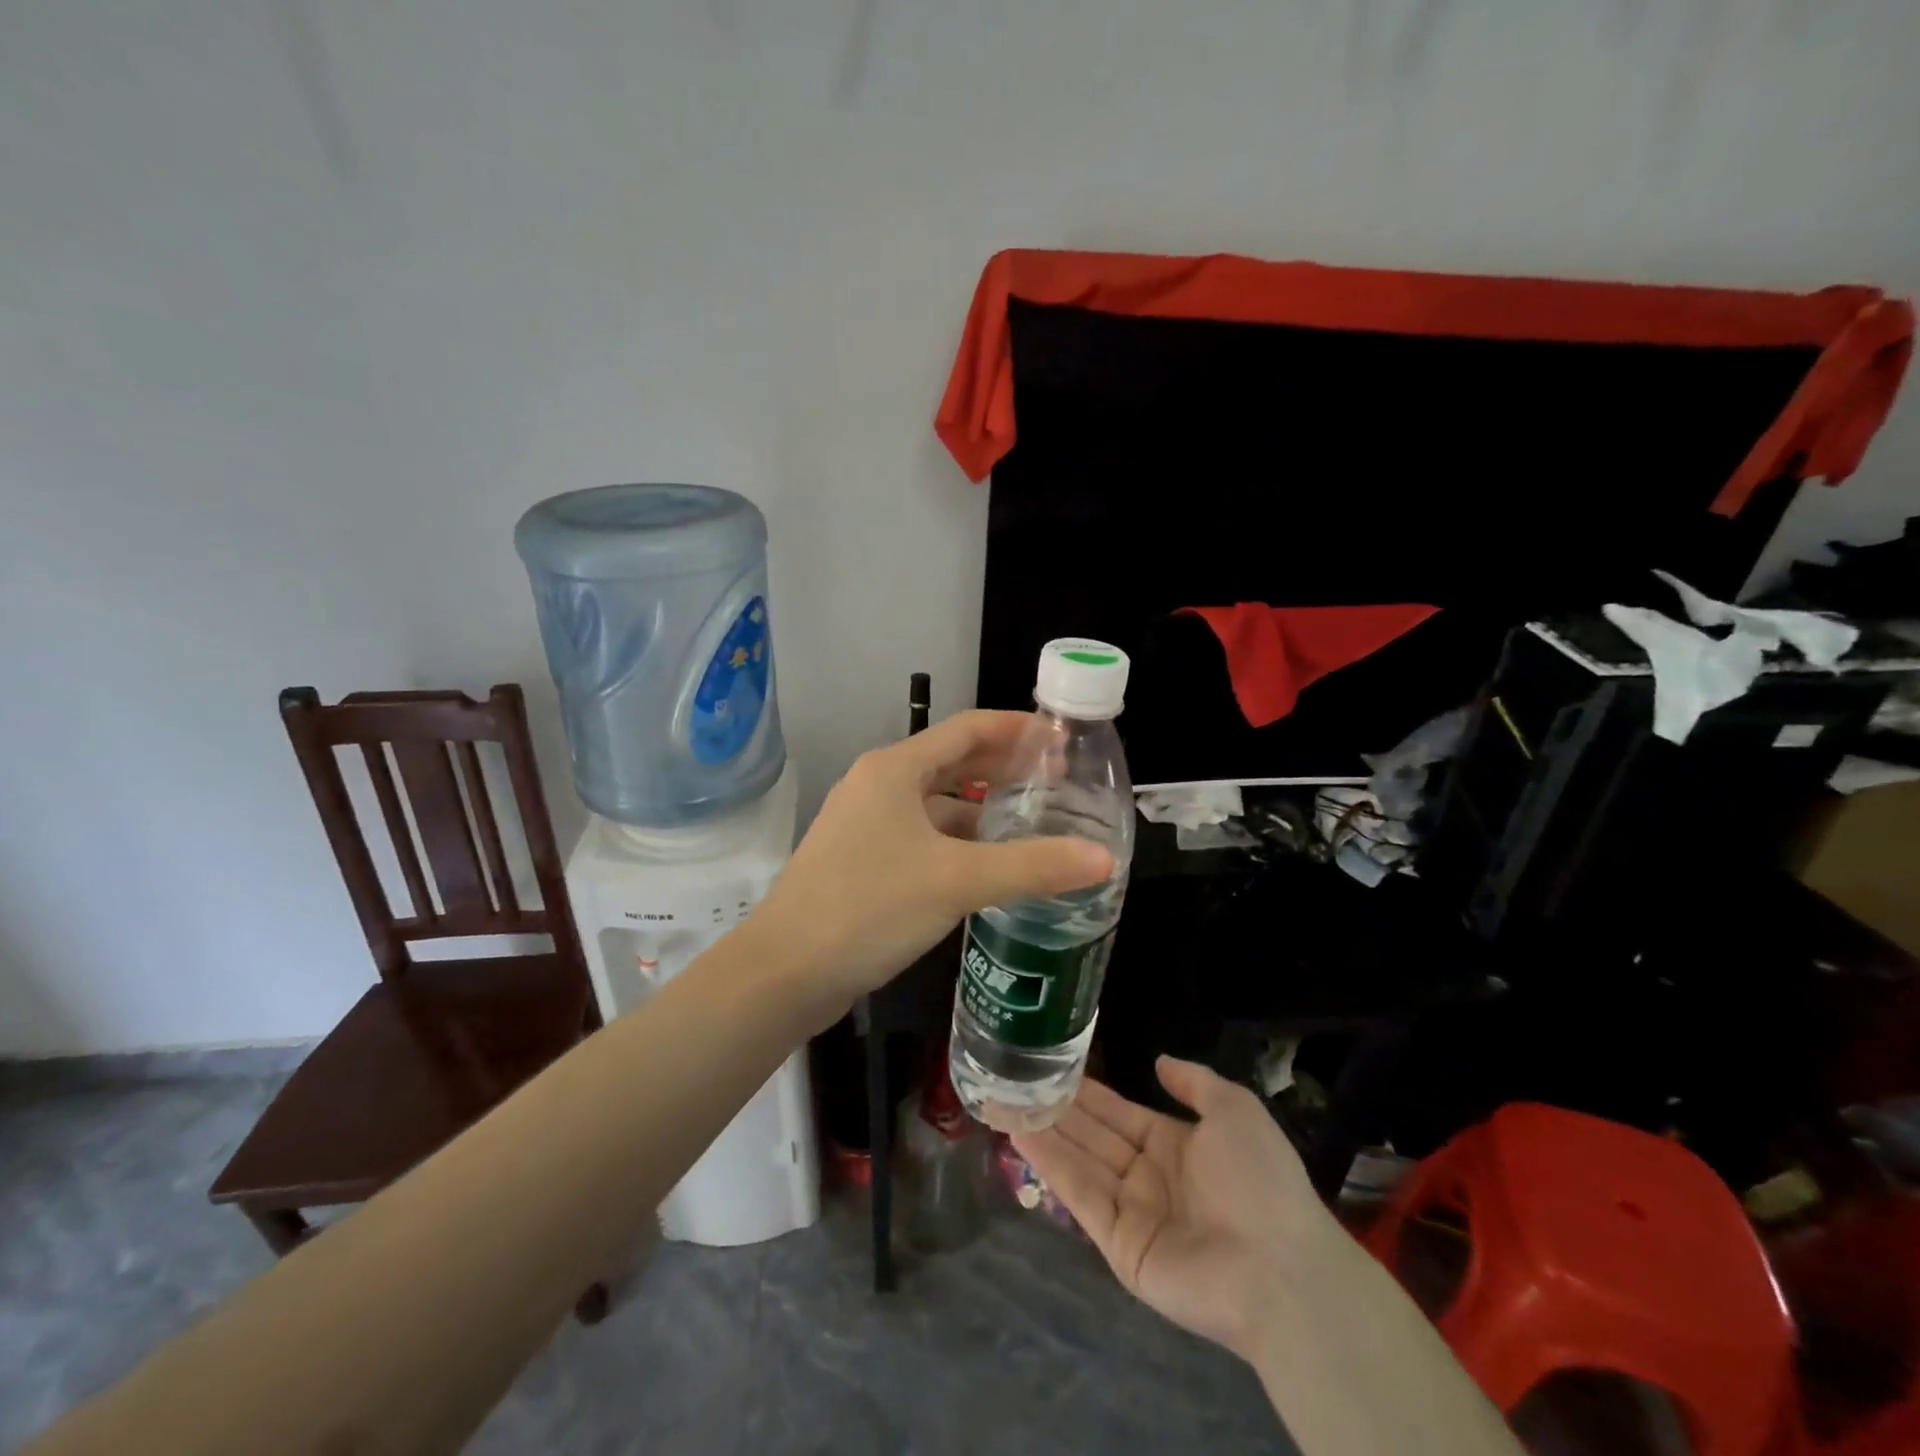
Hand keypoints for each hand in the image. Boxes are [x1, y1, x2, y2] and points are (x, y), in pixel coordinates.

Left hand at [757, 710, 1112, 1006]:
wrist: (784, 971)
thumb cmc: (870, 907)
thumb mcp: (957, 881)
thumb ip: (1032, 866)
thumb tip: (1103, 858)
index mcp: (894, 768)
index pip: (967, 729)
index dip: (1017, 730)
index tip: (1062, 741)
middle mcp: (877, 785)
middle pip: (952, 762)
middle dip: (1003, 770)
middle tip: (1057, 785)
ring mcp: (865, 823)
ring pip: (935, 803)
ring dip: (981, 809)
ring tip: (1031, 824)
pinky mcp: (861, 859)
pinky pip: (920, 835)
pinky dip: (956, 841)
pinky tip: (986, 866)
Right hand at [1013, 1058, 1341, 1363]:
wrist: (1281, 1268)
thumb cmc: (1259, 1180)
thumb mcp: (1235, 1110)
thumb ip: (1195, 1082)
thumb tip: (1160, 1061)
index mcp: (1176, 1146)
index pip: (1120, 1113)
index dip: (1088, 1092)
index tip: (1052, 1067)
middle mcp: (1149, 1177)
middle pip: (1094, 1135)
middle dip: (1057, 1108)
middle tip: (1014, 1079)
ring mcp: (1132, 1213)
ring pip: (1080, 1161)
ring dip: (1043, 1131)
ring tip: (1004, 1099)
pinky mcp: (1119, 1246)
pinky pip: (1081, 1195)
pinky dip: (1050, 1164)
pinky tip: (1020, 1134)